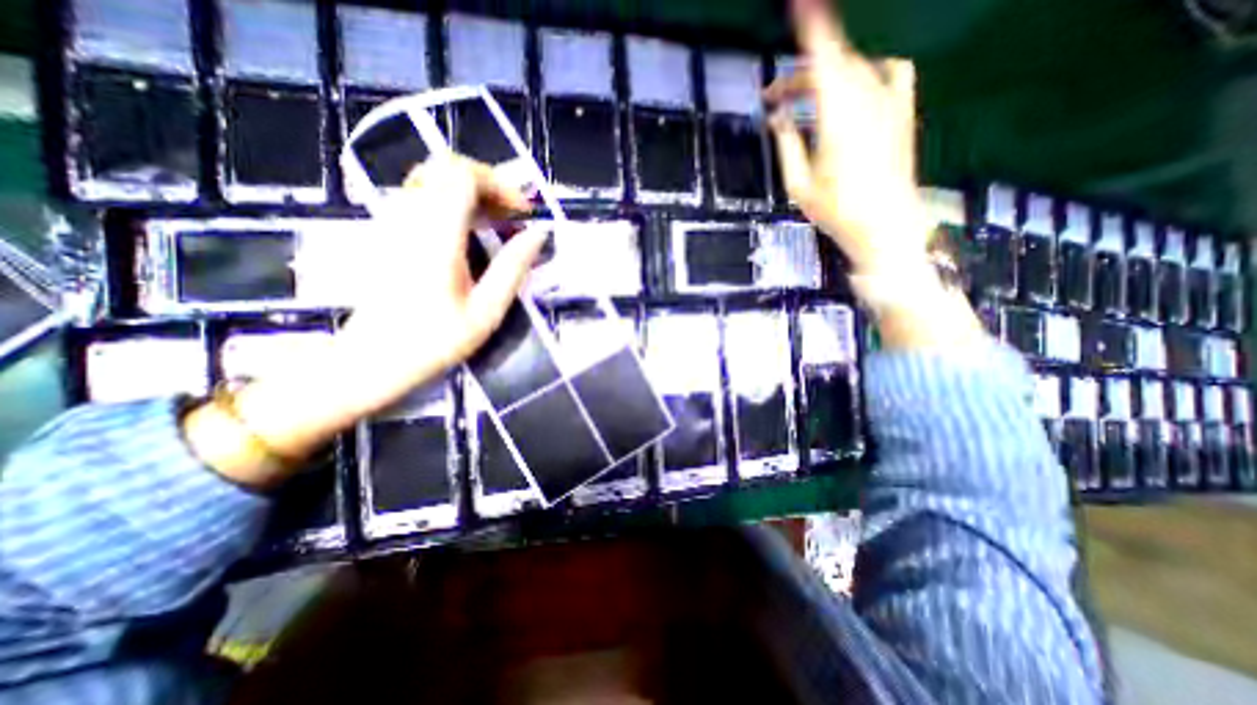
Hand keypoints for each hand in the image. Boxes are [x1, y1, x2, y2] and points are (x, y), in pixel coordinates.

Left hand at [188, 154, 542, 486]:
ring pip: (434, 179)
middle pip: (447, 168)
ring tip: (496, 224)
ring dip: (472, 193)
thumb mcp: (487, 310)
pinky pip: (423, 197)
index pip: (464, 175)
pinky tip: (470, 233)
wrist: (372, 359)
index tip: (523, 213)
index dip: (500, 185)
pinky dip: (453, 203)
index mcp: (436, 234)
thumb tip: (539, 234)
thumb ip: (514, 267)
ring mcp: (394, 221)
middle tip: (511, 216)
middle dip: (488, 185)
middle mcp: (411, 217)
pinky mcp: (389, 231)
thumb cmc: (434, 341)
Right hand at [768, 0, 929, 272]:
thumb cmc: (837, 211)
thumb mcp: (799, 184)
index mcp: (837, 115)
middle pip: (832, 64)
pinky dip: (871, 71)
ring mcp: (889, 103)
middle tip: (775, 98)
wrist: (887, 226)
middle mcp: (866, 98)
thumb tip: (777, 117)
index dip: (809, 28)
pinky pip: (891, 73)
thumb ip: (787, 144)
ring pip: (856, 68)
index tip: (795, 5)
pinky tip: (858, 85)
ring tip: (807, 99)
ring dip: (826, 76)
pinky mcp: (903, 112)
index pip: (822, 58)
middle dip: (800, 74)